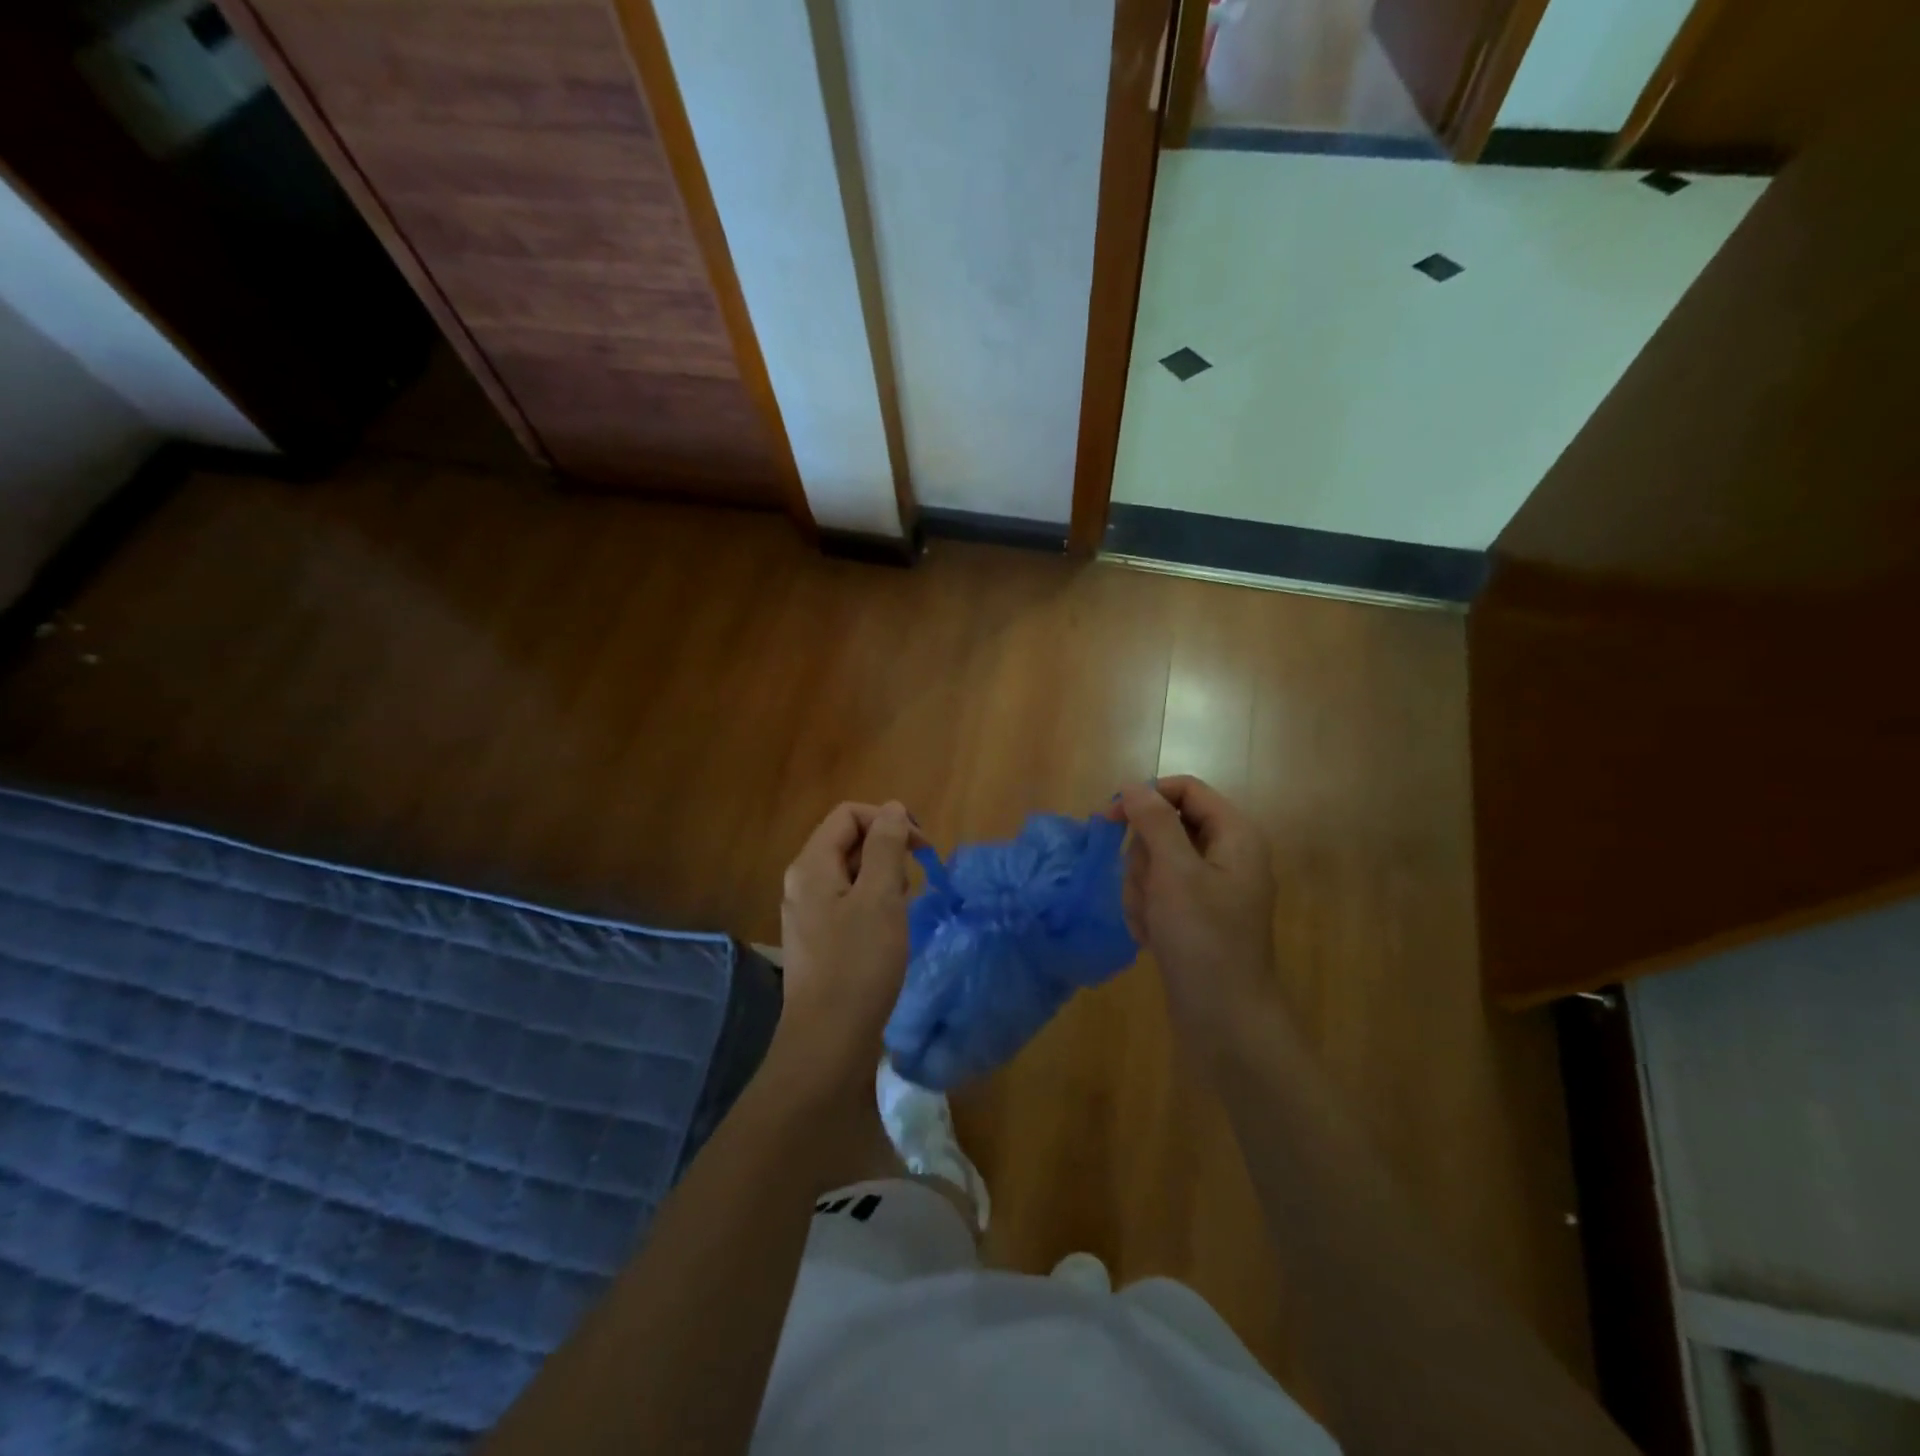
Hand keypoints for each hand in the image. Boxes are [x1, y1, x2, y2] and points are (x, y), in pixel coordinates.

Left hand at [772, 801, 918, 1094]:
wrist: (829, 1041)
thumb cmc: (858, 964)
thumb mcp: (880, 897)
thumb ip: (885, 846)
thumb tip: (891, 809)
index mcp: (811, 865)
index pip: (849, 815)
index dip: (887, 820)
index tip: (921, 847)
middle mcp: (803, 883)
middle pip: (848, 841)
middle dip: (887, 852)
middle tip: (912, 884)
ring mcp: (809, 913)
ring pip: (852, 874)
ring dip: (884, 880)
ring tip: (903, 910)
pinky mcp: (820, 939)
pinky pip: (850, 903)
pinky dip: (875, 905)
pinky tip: (891, 930)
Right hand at [1112, 776, 1282, 1062]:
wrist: (1224, 1021)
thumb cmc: (1203, 940)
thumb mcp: (1175, 873)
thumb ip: (1154, 822)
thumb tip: (1133, 785)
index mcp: (1234, 836)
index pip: (1185, 790)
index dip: (1146, 797)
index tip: (1109, 819)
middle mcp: (1225, 855)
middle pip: (1165, 828)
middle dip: (1143, 859)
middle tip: (1148, 890)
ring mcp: (1210, 888)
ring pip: (1155, 862)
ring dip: (1141, 890)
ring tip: (1151, 922)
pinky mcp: (1195, 916)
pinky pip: (1158, 893)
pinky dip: (1147, 910)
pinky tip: (1151, 937)